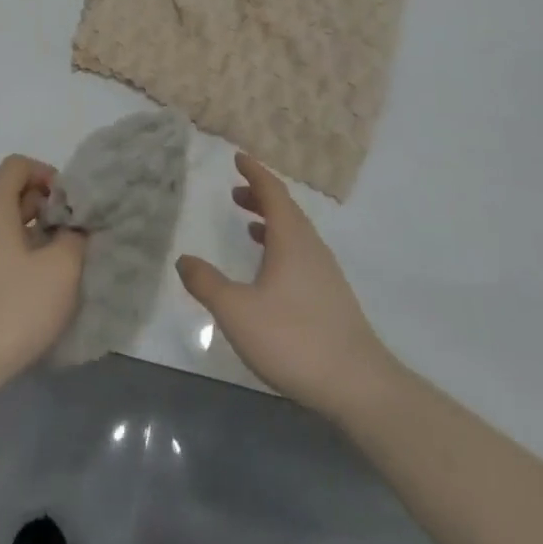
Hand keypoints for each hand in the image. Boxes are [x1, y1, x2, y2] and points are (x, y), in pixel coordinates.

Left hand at [0, 155, 85, 393]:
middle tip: (71, 234)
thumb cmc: (14, 307)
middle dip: (45, 207)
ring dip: (34, 236)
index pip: (16, 166)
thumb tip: (73, 229)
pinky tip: (37, 291)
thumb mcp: (61, 269)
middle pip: (11, 196)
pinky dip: (19, 258)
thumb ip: (74, 238)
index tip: (67, 202)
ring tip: (60, 264)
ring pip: (4, 228)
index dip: (45, 173)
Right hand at [177, 153, 394, 420]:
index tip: (239, 157)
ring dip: (272, 222)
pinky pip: (303, 254)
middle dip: (261, 196)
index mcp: (291, 239)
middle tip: (236, 192)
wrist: (358, 386)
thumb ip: (207, 284)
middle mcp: (311, 247)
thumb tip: (184, 260)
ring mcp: (326, 273)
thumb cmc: (293, 339)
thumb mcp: (237, 312)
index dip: (255, 172)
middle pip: (287, 210)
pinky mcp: (333, 297)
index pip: (273, 191)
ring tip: (249, 227)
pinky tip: (272, 273)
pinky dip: (283, 247)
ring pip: (297, 233)